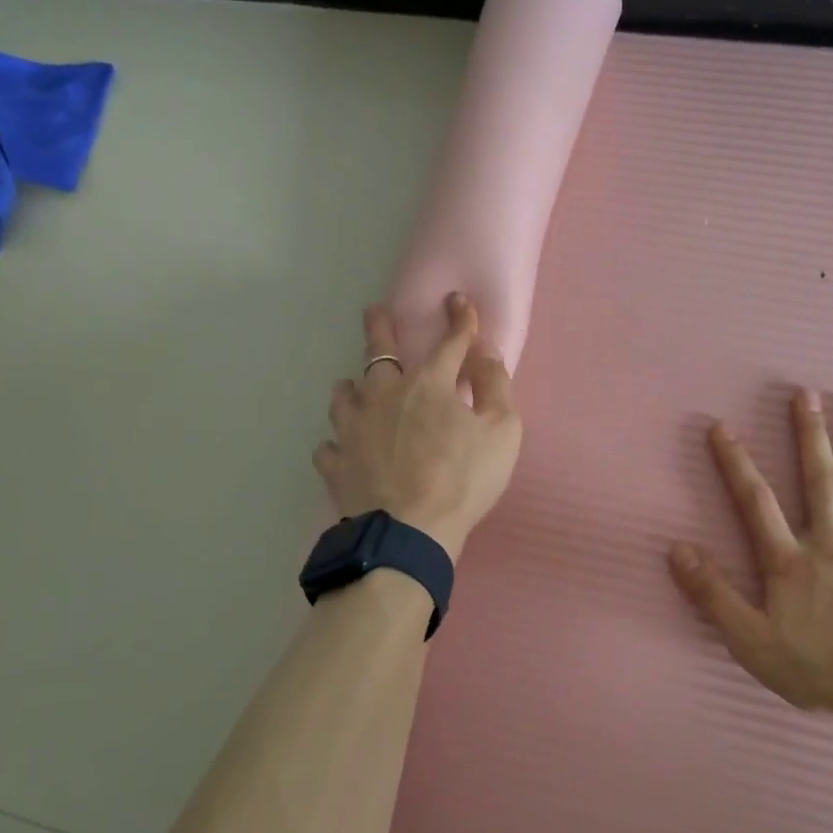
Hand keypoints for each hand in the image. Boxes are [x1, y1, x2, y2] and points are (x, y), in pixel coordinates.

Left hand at [315, 293, 522, 559]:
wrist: (410, 532)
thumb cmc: (463, 480)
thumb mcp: (502, 431)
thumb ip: (496, 387)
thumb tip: (485, 354)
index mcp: (429, 384)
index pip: (450, 342)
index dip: (459, 319)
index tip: (458, 300)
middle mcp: (384, 395)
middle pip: (379, 353)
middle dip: (379, 327)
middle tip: (373, 311)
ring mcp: (354, 428)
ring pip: (344, 395)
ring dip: (352, 387)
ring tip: (353, 387)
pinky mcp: (336, 462)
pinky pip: (330, 445)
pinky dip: (337, 443)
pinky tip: (342, 448)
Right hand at [668, 391, 832, 726]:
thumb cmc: (817, 666)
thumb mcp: (748, 639)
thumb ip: (712, 593)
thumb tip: (677, 549)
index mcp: (790, 561)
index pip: (756, 502)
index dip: (736, 463)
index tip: (722, 426)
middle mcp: (832, 545)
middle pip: (820, 482)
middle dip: (810, 437)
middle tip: (807, 395)